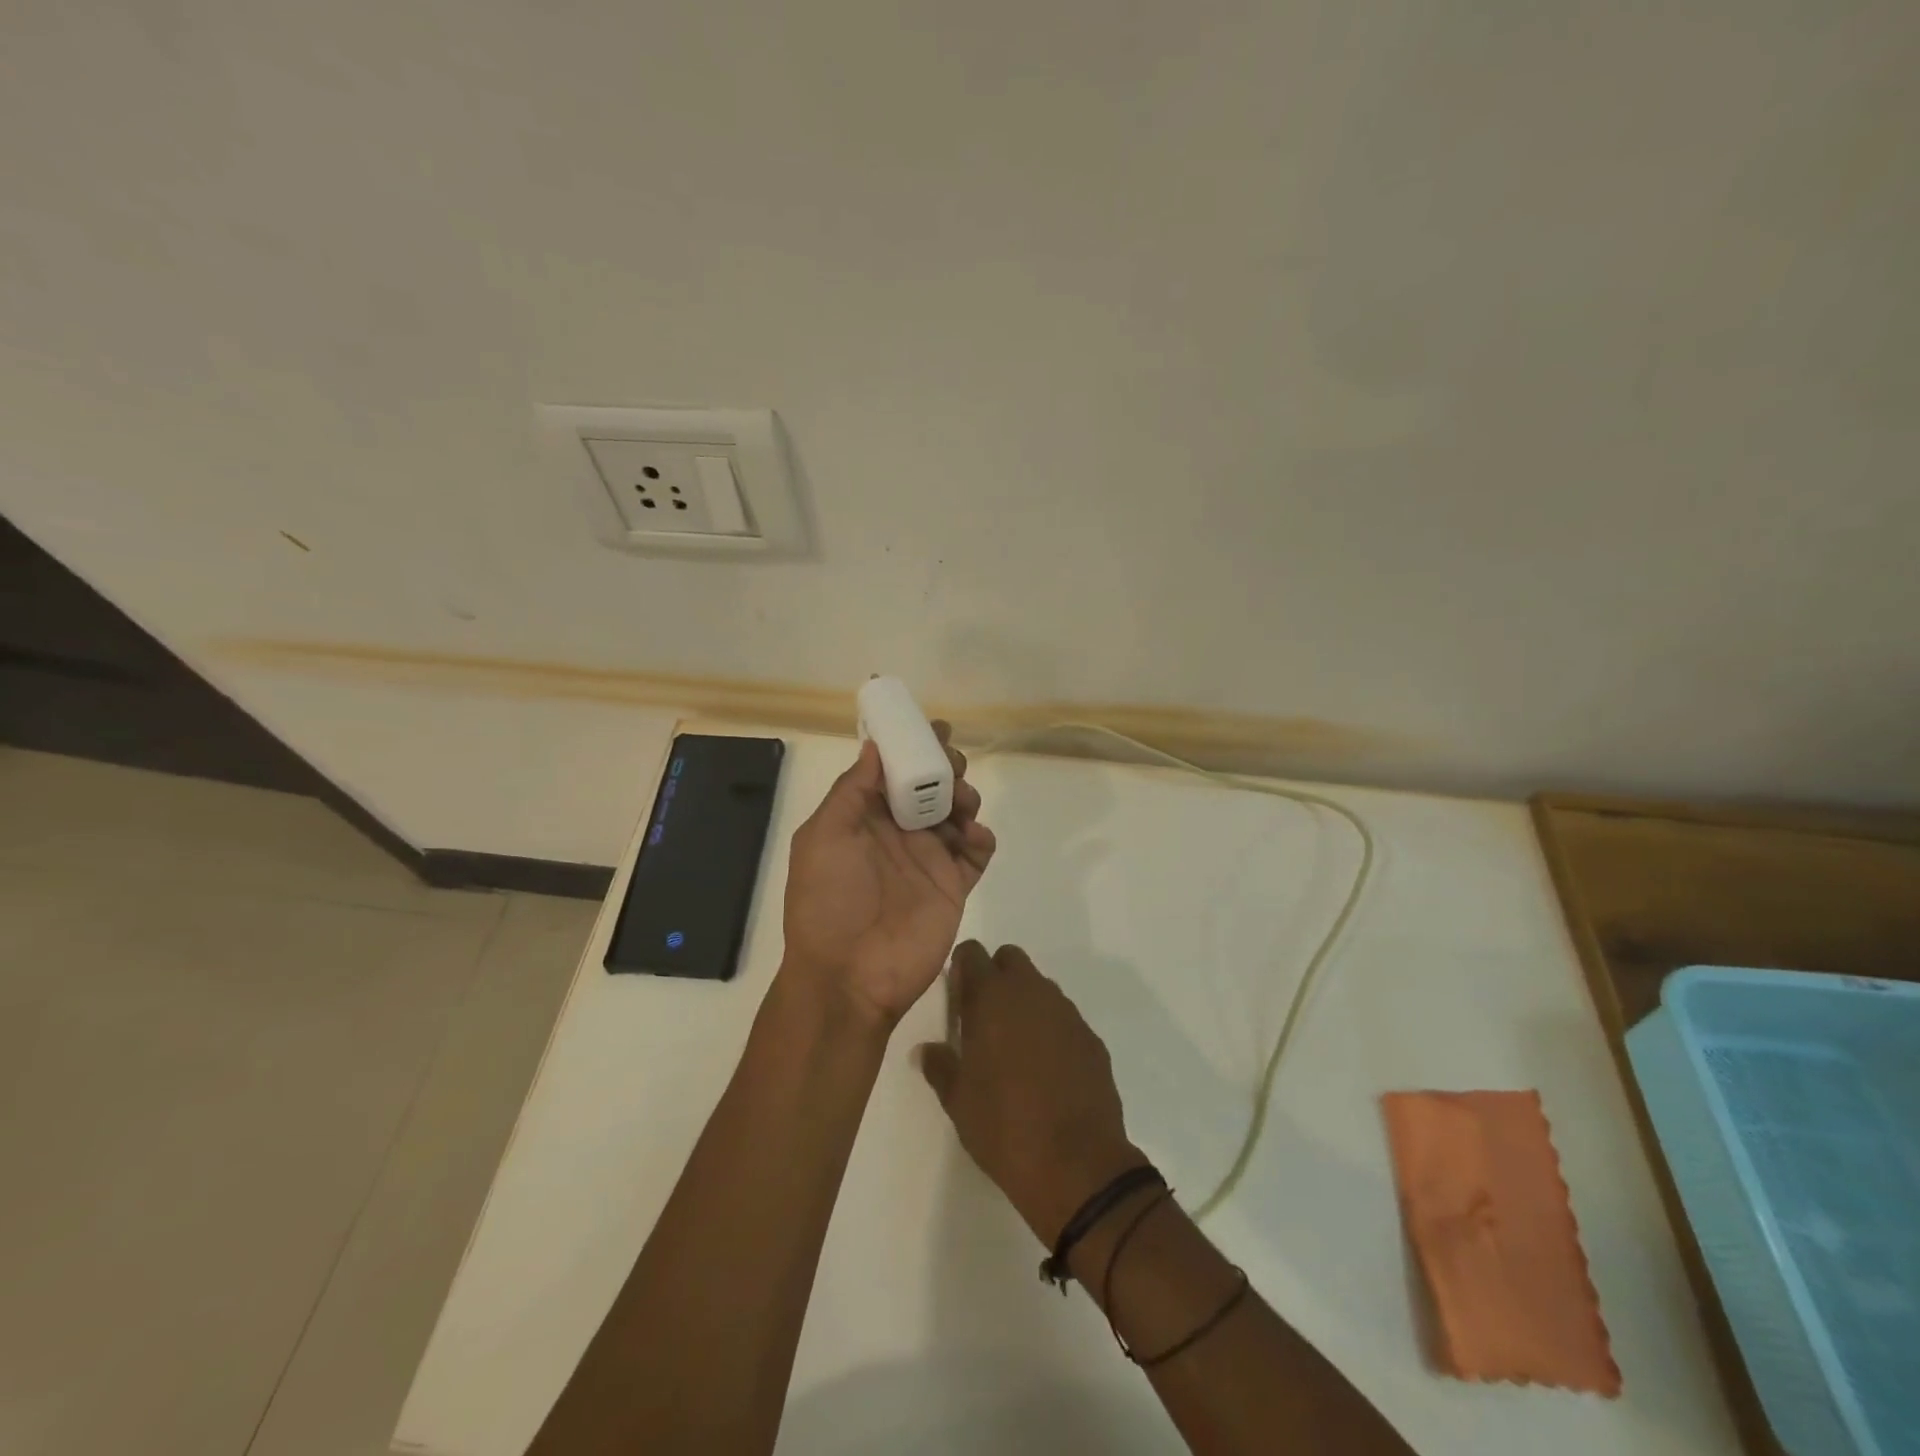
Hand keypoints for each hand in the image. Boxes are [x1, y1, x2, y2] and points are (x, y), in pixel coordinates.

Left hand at [781, 722, 995, 1026]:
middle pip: (930, 787)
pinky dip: (983, 839)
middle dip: (945, 768)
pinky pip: (976, 854)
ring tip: (962, 806)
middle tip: (953, 766)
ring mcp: (928, 861)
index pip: (892, 772)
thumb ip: (851, 791)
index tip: (933, 727)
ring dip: (965, 798)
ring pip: (957, 814)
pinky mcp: (953, 887)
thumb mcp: (823, 838)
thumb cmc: (828, 902)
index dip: (912, 747)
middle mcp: (897, 834)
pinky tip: (976, 838)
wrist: (849, 978)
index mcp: (864, 819)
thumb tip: (874, 746)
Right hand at [917, 943, 1146, 1243]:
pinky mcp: (1091, 1038)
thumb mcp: (958, 1101)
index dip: (963, 968)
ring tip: (1016, 1049)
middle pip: (1011, 959)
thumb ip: (940, 1065)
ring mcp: (1066, 1013)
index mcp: (992, 998)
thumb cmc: (1004, 1128)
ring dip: (1025, 1003)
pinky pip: (1064, 1018)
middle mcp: (1031, 993)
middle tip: (985, 1018)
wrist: (1077, 1166)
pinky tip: (1048, 1070)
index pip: (972, 953)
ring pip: (1040, 987)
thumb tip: (927, 1050)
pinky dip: (1052, 1030)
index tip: (958, 997)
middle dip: (996, 976)